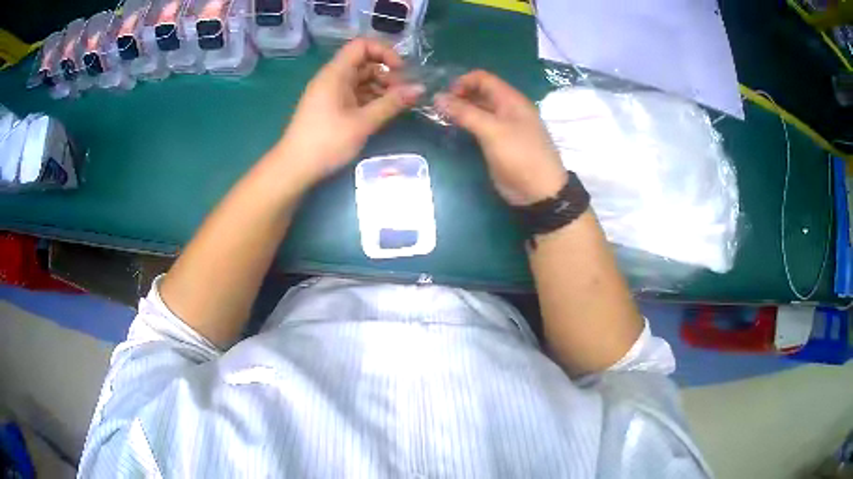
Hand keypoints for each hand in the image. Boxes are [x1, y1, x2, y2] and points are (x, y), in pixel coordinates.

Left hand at [275, 39, 424, 186]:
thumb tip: (420, 88)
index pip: (362, 45)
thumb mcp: (363, 122)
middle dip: (386, 74)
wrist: (294, 168)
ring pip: (360, 80)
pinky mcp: (330, 107)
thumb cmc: (327, 142)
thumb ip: (392, 103)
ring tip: (396, 106)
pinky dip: (370, 99)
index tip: (400, 71)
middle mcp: (332, 78)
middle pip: (364, 63)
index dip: (384, 52)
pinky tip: (382, 113)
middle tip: (403, 94)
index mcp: (335, 74)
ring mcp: (330, 93)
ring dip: (381, 88)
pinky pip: (354, 94)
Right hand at [435, 70, 566, 205]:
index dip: (463, 81)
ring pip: (478, 110)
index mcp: (511, 99)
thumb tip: (437, 98)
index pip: (483, 78)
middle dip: (459, 95)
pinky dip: (466, 124)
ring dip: (460, 110)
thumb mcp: (492, 130)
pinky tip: (453, 129)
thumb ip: (465, 112)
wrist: (539, 192)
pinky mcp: (498, 143)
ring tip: (440, 116)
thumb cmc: (520, 155)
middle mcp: (507, 108)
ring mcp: (503, 126)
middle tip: (437, 107)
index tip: (444, 94)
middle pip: (480, 92)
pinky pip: (479, 126)